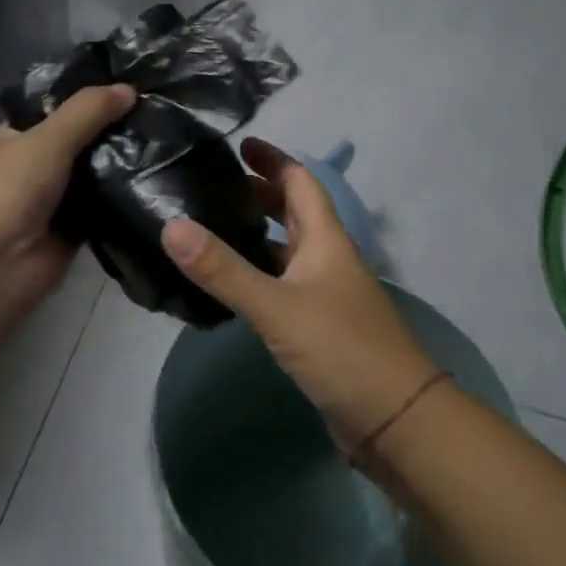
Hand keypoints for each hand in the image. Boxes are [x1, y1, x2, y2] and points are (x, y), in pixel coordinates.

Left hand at [0, 83, 135, 319]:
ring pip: (90, 177)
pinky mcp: (68, 233)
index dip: (85, 102)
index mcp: (6, 140)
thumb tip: (130, 89)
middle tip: (156, 117)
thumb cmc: (6, 191)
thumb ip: (87, 111)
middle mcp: (24, 170)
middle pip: (74, 144)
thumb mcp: (46, 139)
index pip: (50, 112)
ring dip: (118, 167)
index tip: (129, 91)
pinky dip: (120, 200)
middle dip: (108, 134)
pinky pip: (100, 210)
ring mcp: (46, 203)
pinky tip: (155, 183)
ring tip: (165, 144)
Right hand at [160, 139, 443, 452]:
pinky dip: (256, 276)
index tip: (239, 146)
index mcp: (326, 239)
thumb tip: (171, 226)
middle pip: (294, 213)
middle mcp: (327, 259)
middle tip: (213, 188)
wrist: (395, 419)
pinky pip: (281, 286)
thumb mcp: (277, 306)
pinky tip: (225, 286)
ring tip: (208, 230)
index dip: (273, 160)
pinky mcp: (317, 327)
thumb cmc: (342, 348)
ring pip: (286, 251)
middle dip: (260, 195)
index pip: (300, 182)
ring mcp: (324, 294)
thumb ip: (223, 270)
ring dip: (255, 237)